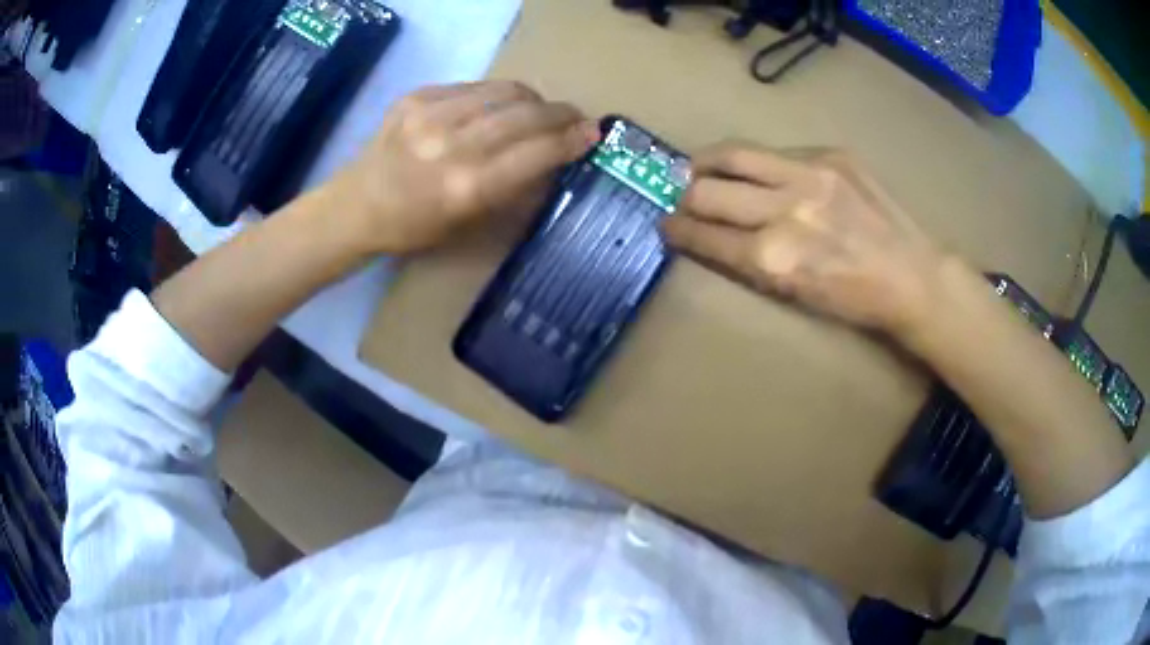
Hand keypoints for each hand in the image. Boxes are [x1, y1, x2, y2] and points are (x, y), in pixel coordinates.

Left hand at [327, 81, 598, 254]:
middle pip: (526, 114)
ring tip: (540, 109)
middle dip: (560, 113)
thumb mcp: (469, 224)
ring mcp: (431, 115)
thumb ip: (514, 190)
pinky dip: (495, 95)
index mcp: (468, 187)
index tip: (592, 134)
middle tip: (574, 118)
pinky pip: (473, 86)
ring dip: (533, 99)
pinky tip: (496, 108)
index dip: (572, 140)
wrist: (356, 206)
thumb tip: (552, 160)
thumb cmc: (414, 228)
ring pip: (504, 91)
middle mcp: (452, 145)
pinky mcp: (416, 96)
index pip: (538, 152)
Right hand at [662, 142, 947, 337]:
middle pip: (708, 190)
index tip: (665, 225)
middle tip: (680, 197)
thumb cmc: (854, 299)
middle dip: (683, 196)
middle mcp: (786, 210)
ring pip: (734, 155)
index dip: (677, 229)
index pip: (705, 234)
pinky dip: (757, 164)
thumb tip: (711, 234)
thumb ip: (749, 260)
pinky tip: (758, 172)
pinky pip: (776, 152)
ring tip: (698, 168)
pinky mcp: (831, 154)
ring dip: (705, 163)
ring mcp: (810, 174)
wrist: (912, 276)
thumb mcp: (794, 294)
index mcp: (775, 258)